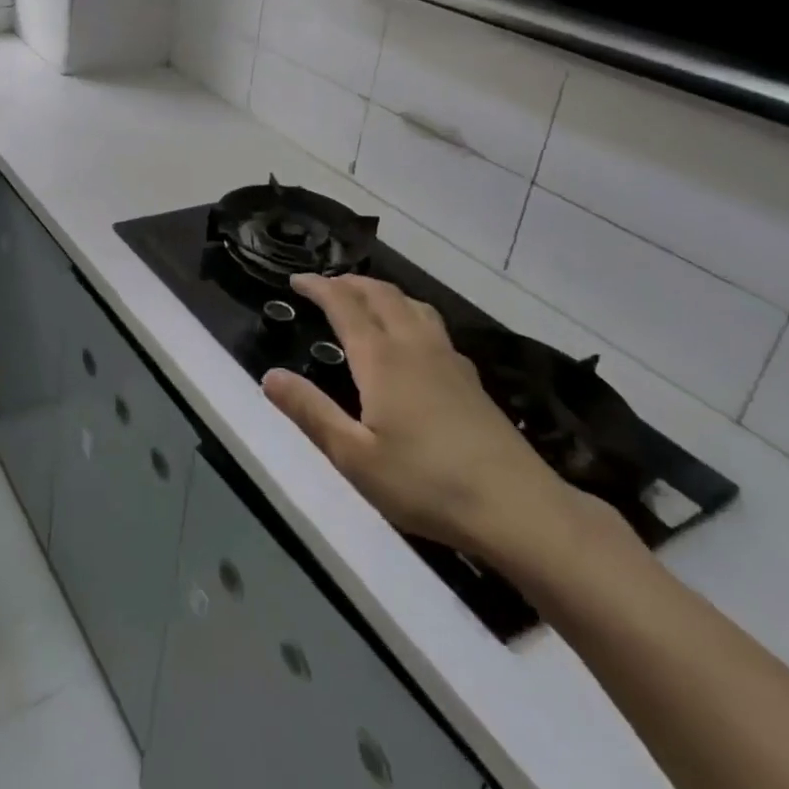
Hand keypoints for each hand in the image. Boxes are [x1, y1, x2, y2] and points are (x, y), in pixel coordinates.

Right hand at [262, 274, 588, 561]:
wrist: (519, 509)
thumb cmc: (427, 483)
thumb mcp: (355, 457)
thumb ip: (310, 412)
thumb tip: (269, 375)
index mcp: (381, 358)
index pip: (344, 304)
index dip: (319, 286)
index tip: (296, 279)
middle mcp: (414, 346)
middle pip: (380, 294)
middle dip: (349, 282)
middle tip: (325, 286)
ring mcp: (448, 360)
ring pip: (412, 304)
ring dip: (381, 292)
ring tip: (365, 300)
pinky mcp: (470, 379)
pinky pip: (431, 324)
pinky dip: (407, 312)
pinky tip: (411, 339)